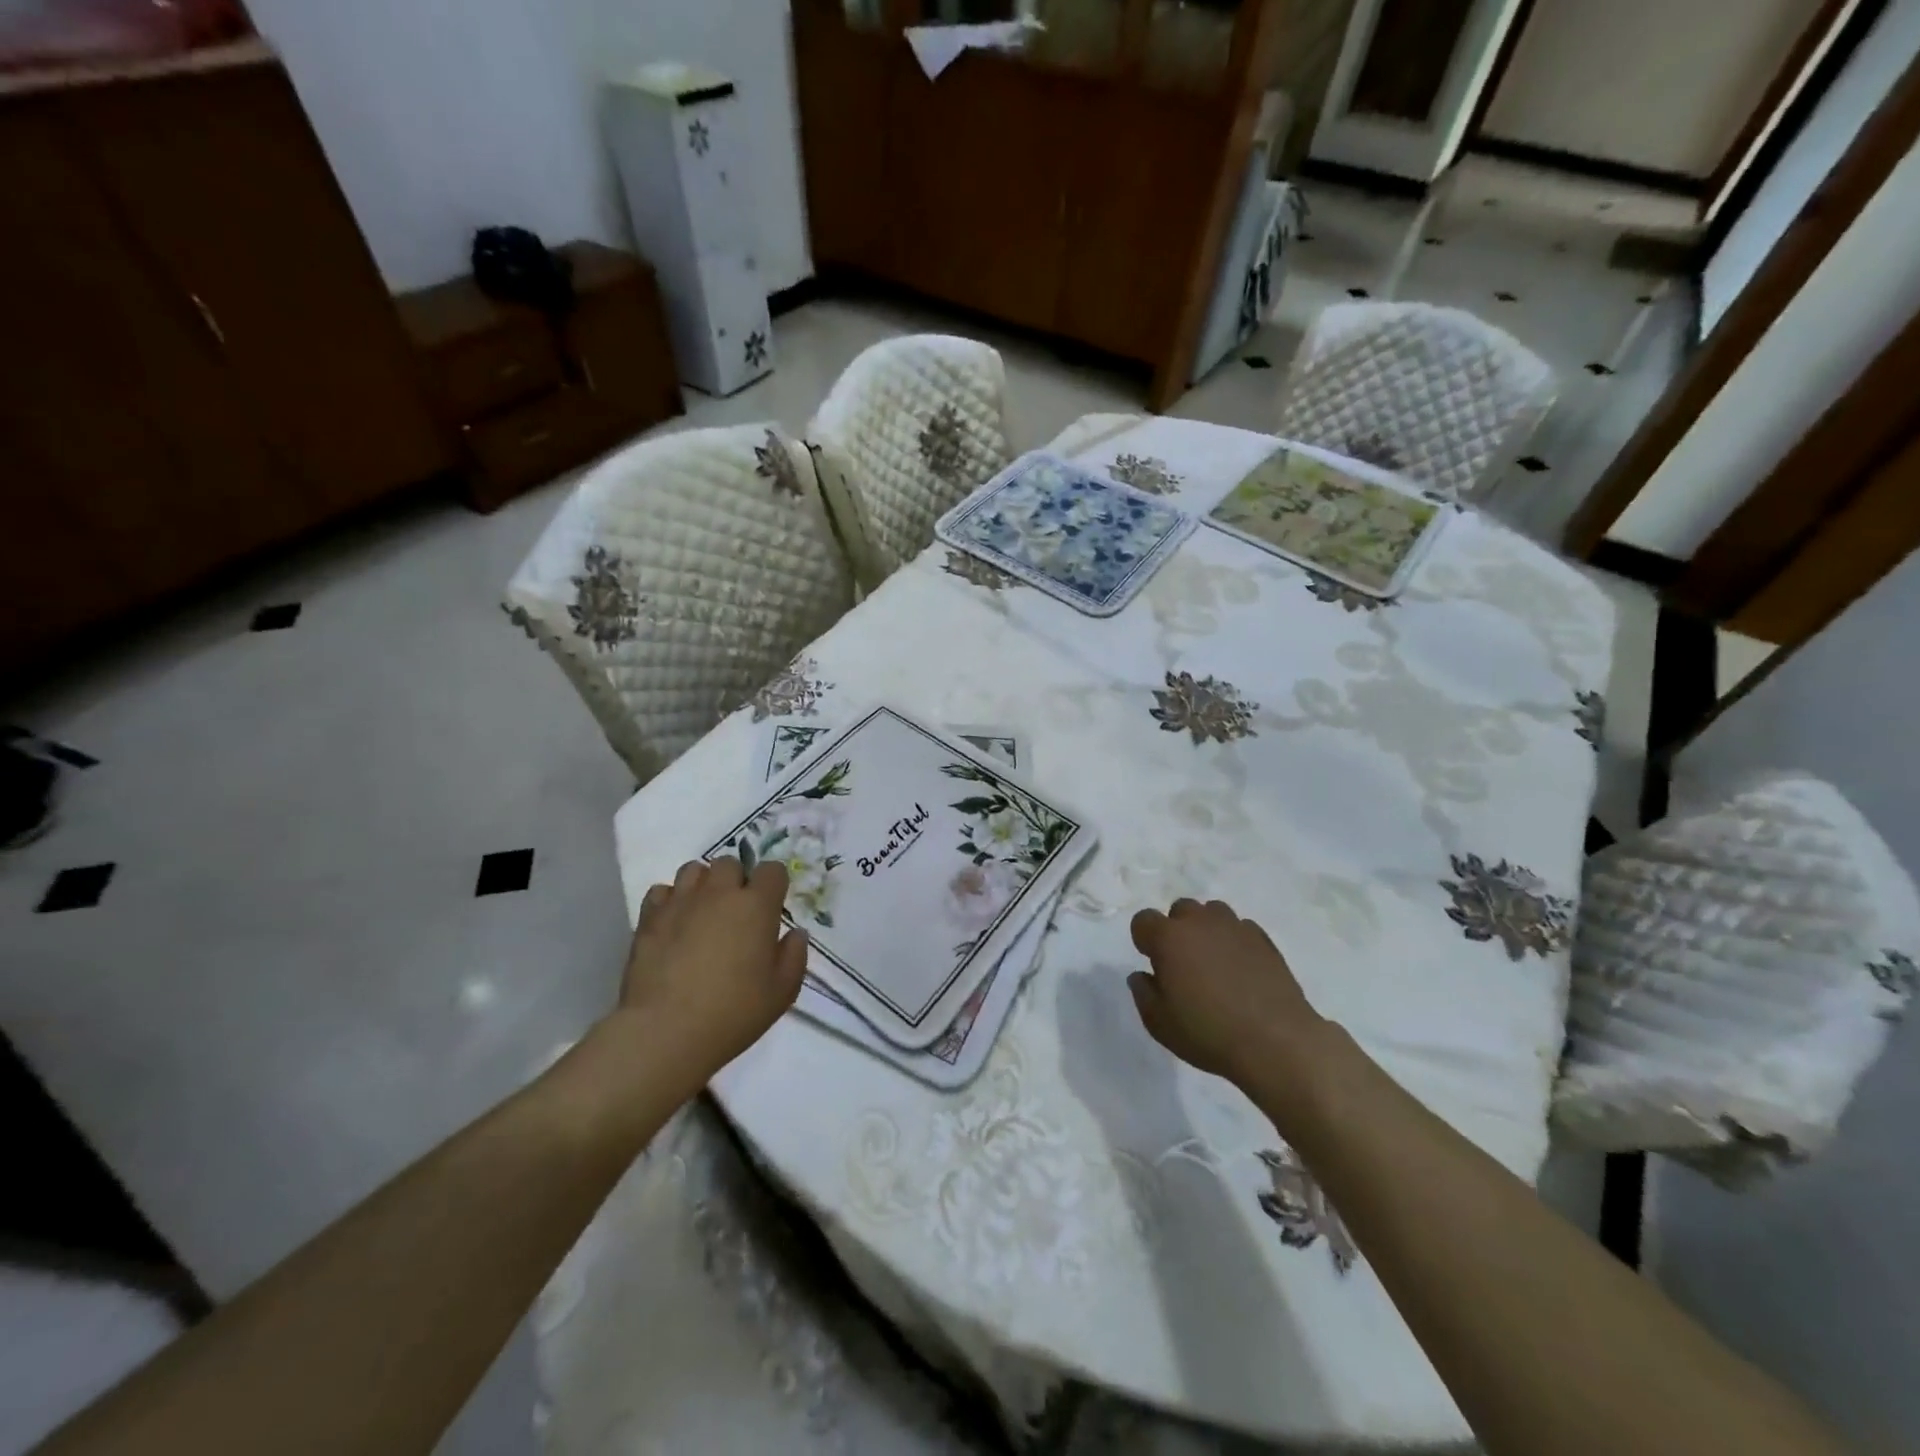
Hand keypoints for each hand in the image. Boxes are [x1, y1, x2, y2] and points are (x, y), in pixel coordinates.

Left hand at [619, 858, 808, 1086]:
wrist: (665, 1031)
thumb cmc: (733, 1012)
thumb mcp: (782, 992)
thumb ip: (794, 956)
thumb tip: (794, 933)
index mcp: (757, 905)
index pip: (772, 870)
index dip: (774, 884)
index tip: (772, 906)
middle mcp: (719, 893)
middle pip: (730, 863)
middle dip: (736, 880)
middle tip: (736, 912)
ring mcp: (681, 902)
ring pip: (694, 869)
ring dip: (703, 884)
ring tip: (704, 912)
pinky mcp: (649, 917)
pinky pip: (662, 891)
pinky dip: (671, 900)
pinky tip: (674, 923)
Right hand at [1128, 898, 1324, 1087]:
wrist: (1276, 1042)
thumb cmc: (1208, 1032)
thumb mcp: (1159, 1023)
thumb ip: (1143, 993)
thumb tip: (1142, 975)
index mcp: (1168, 938)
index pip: (1143, 920)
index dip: (1144, 940)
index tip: (1154, 964)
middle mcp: (1200, 923)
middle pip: (1180, 909)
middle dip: (1177, 930)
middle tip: (1184, 964)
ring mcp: (1235, 927)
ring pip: (1213, 913)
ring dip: (1207, 930)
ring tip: (1214, 962)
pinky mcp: (1264, 940)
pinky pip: (1241, 928)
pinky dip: (1235, 941)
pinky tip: (1241, 969)